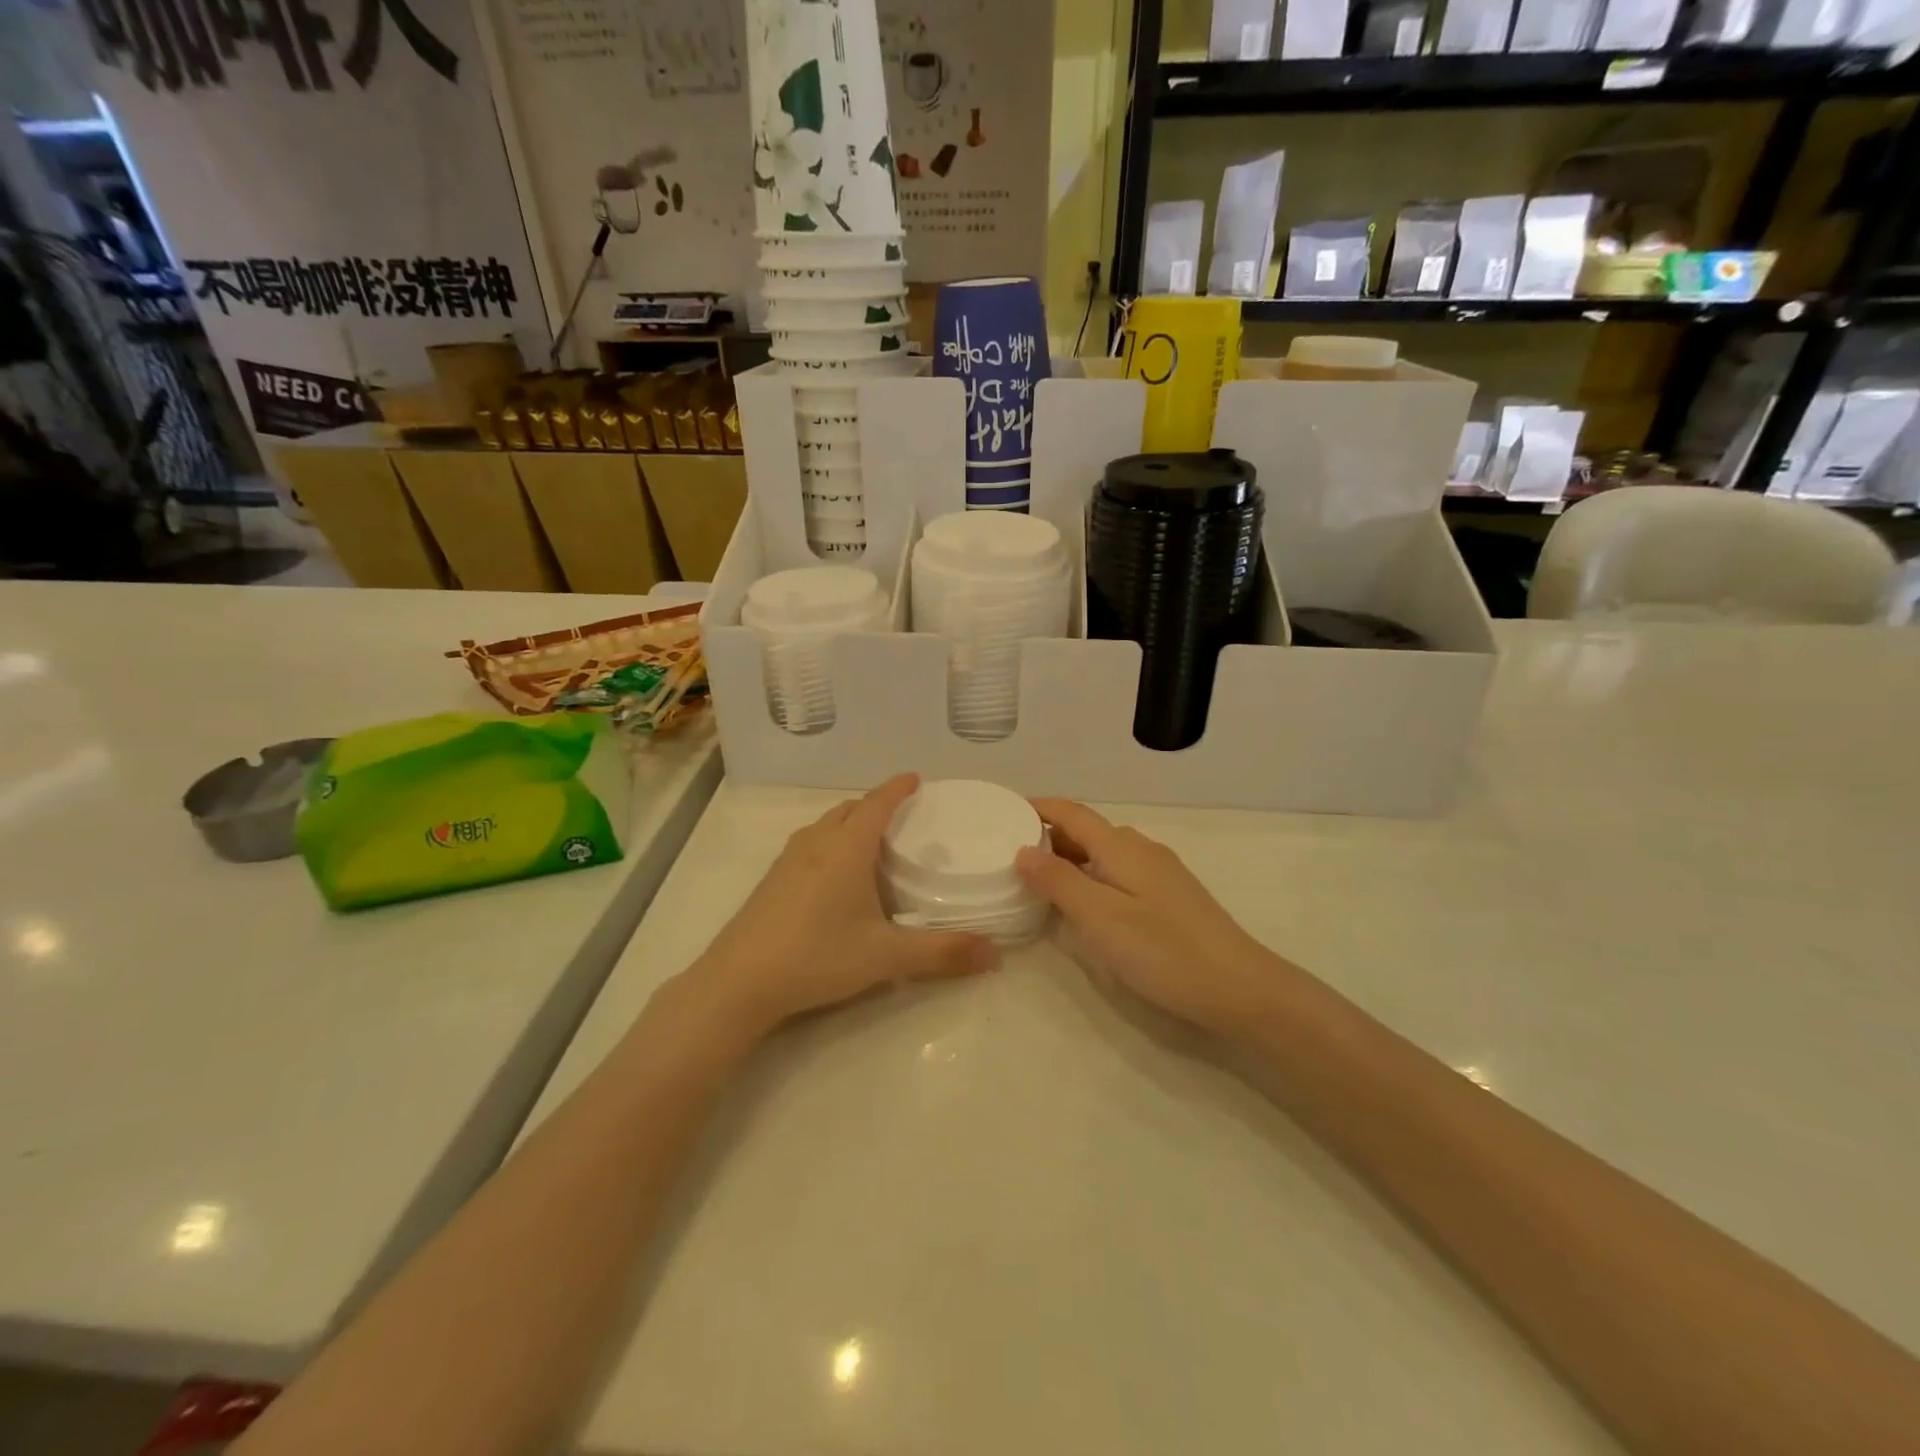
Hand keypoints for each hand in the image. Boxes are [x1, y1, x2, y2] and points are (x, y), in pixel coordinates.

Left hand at [680, 775, 998, 1042]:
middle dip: (875, 806)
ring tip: (872, 845)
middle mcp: (816, 843)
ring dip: (849, 824)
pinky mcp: (771, 881)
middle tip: (902, 819)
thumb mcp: (886, 956)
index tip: (916, 778)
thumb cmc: (818, 955)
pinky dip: (830, 844)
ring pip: (825, 827)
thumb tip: (996, 954)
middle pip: (849, 810)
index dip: (898, 788)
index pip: (877, 803)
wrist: (739, 982)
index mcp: (846, 847)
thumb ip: (942, 952)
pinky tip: (835, 879)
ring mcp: (788, 860)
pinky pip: (809, 845)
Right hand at [1016, 799, 1281, 1038]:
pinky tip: (1085, 904)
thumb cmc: (1163, 950)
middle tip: (1011, 855)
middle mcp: (1141, 849)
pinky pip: (1119, 873)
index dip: (1039, 808)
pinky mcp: (1170, 897)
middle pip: (1087, 831)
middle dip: (1049, 836)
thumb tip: (1022, 850)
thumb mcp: (1100, 917)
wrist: (1240, 988)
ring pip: (1104, 853)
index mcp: (1122, 846)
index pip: (1072, 813)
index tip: (1005, 811)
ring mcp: (1160, 873)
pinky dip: (1092, 876)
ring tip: (1040, 880)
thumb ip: (1059, 881)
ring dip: (1070, 858)